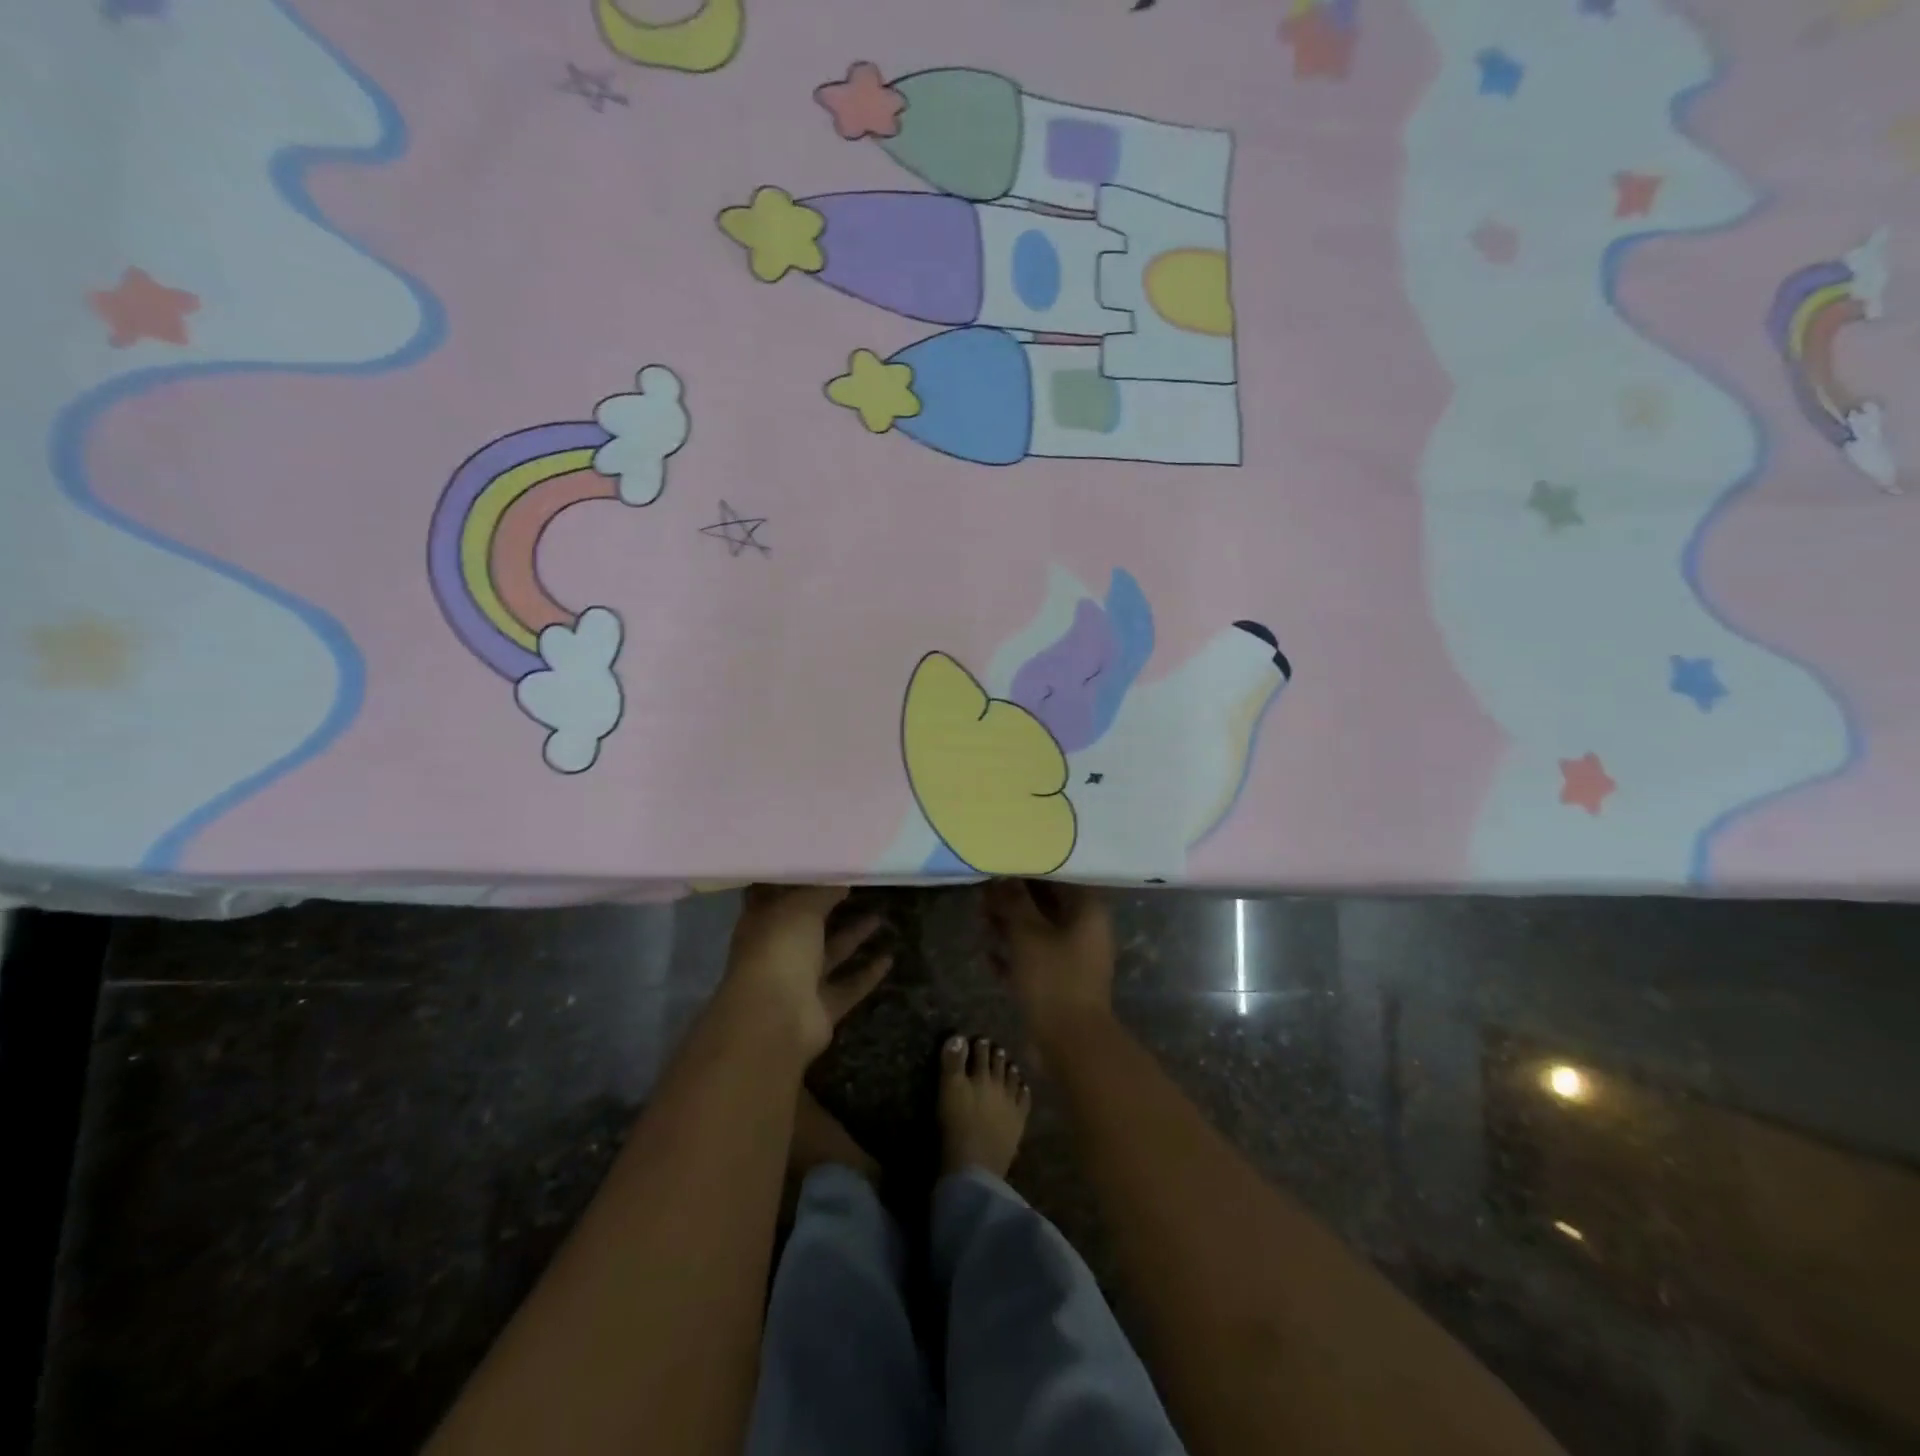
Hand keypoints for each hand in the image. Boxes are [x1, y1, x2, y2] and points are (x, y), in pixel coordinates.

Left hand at [722, 886, 892, 1056]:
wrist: (775, 1019)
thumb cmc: (779, 949)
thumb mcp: (801, 906)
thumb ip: (822, 891)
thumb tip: (841, 881)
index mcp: (763, 923)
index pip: (776, 895)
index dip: (796, 880)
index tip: (822, 864)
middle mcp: (779, 951)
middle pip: (807, 925)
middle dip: (830, 908)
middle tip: (860, 887)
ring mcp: (799, 982)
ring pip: (831, 955)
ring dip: (854, 937)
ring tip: (881, 916)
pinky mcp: (821, 1009)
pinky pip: (848, 987)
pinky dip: (867, 974)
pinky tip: (889, 958)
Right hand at [983, 880, 1114, 1036]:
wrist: (1071, 1042)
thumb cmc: (1054, 977)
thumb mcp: (1027, 933)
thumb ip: (1013, 901)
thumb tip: (1002, 876)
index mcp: (1088, 910)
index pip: (1059, 876)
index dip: (1029, 868)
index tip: (1003, 861)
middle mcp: (1086, 930)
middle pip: (1047, 904)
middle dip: (1015, 897)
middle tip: (984, 889)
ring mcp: (1075, 958)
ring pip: (1038, 932)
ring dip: (1011, 924)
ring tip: (980, 914)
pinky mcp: (1061, 983)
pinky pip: (1035, 959)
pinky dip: (1014, 954)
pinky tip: (987, 952)